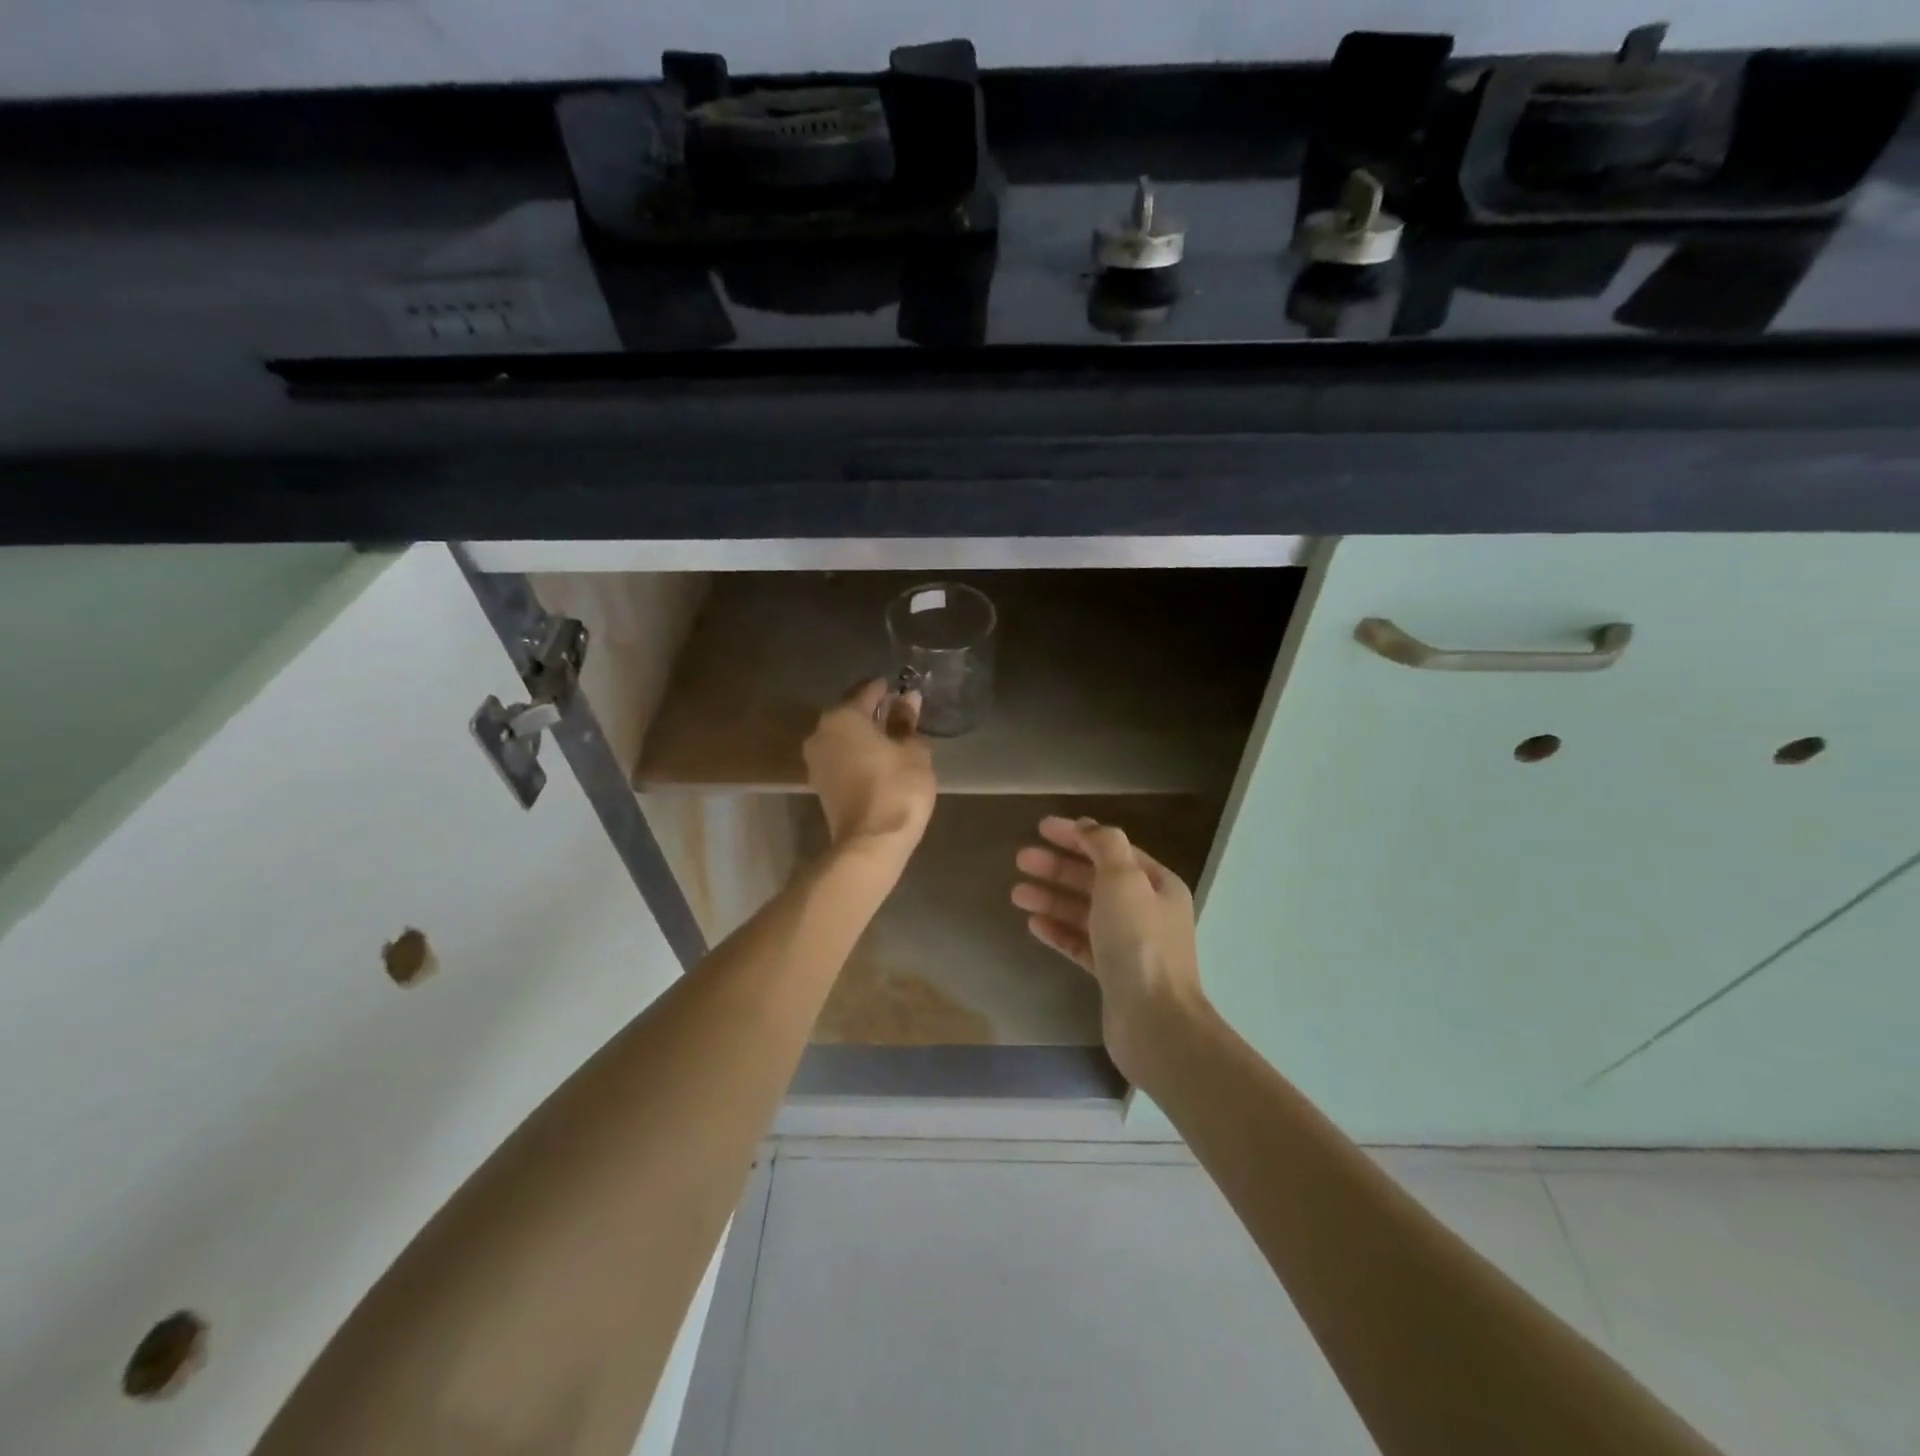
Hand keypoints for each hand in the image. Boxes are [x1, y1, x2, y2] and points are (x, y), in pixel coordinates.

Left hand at [803, 679, 936, 872]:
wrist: (870, 843)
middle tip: (900, 712)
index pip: (867, 691)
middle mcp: (821, 732)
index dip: (886, 689)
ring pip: (844, 737)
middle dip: (874, 712)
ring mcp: (816, 760)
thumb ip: (907, 722)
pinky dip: (858, 754)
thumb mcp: (912, 751)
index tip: (903, 688)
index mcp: (843, 716)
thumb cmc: (897, 788)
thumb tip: (908, 699)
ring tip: (893, 738)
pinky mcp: (820, 784)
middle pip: (850, 713)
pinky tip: (879, 759)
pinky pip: (841, 757)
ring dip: (865, 735)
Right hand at [1012, 816, 1204, 1077]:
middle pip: (1095, 879)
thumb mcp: (1124, 880)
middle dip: (1058, 867)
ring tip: (1017, 893)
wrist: (1154, 1022)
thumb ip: (1105, 846)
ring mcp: (1129, 944)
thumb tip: (1089, 826)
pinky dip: (1058, 931)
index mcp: (1156, 885)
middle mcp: (1145, 911)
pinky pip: (1080, 943)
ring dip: (1052, 899)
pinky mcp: (1112, 974)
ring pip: (1084, 912)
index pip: (1112, 849)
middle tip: (1021, 859)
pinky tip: (1033, 924)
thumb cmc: (1139, 942)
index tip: (1041, 827)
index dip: (1077, 835)